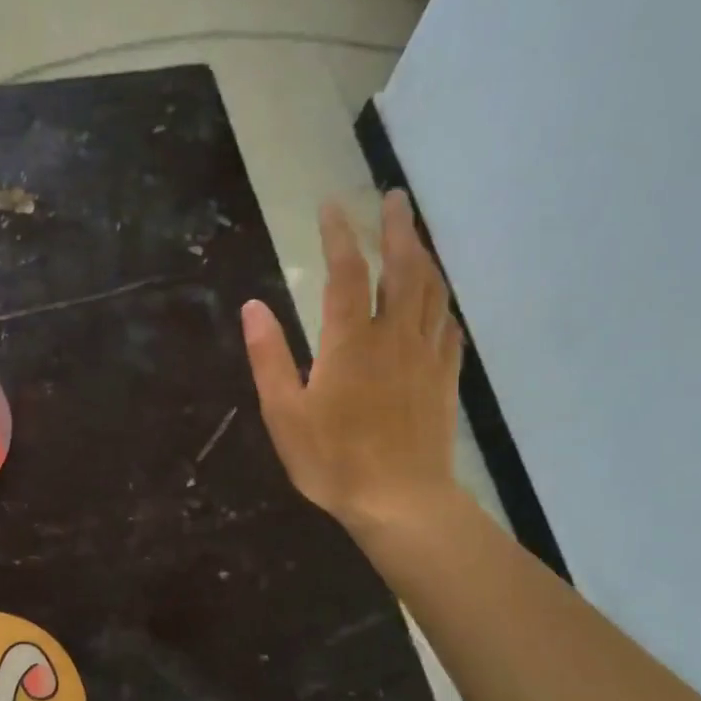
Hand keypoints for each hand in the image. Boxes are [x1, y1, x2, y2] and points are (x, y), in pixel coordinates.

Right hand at [241, 191, 464, 532]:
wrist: (401, 501)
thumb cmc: (333, 461)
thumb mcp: (284, 413)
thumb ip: (269, 357)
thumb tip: (252, 307)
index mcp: (350, 342)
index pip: (346, 273)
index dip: (339, 236)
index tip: (332, 206)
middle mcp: (394, 337)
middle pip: (403, 269)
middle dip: (398, 229)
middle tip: (394, 198)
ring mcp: (425, 356)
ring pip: (431, 292)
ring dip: (423, 257)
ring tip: (415, 237)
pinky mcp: (444, 379)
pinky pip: (447, 327)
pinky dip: (440, 304)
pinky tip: (436, 303)